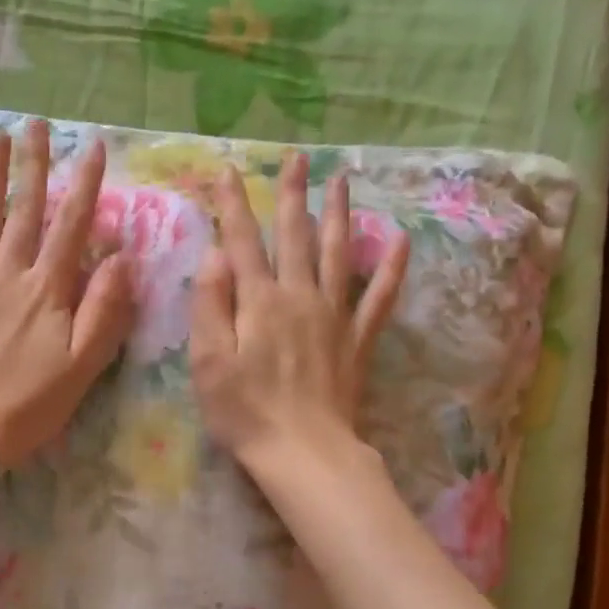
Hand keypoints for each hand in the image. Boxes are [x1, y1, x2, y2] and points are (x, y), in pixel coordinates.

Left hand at [0, 121, 135, 467]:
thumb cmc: (30, 405)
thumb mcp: (83, 365)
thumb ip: (104, 309)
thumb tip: (121, 257)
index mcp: (47, 290)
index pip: (72, 226)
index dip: (85, 184)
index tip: (94, 145)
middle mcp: (8, 273)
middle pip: (25, 210)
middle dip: (34, 164)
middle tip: (37, 123)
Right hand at [190, 153, 409, 479]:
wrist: (303, 451)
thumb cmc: (245, 411)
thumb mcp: (208, 361)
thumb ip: (210, 304)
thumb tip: (216, 255)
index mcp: (259, 301)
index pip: (242, 242)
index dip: (234, 206)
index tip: (229, 171)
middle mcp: (299, 296)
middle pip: (295, 235)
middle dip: (292, 194)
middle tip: (297, 157)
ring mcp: (334, 316)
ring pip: (336, 253)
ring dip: (338, 213)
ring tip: (342, 179)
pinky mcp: (357, 339)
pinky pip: (378, 297)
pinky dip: (391, 268)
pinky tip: (400, 241)